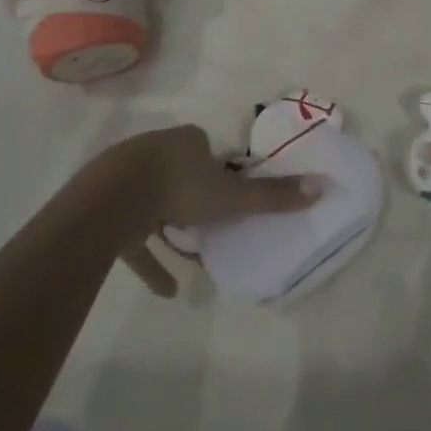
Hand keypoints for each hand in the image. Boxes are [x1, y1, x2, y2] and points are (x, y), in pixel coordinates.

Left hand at [95, 125, 318, 297]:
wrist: (112, 200)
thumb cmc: (179, 188)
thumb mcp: (231, 196)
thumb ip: (272, 197)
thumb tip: (322, 186)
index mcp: (188, 141)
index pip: (208, 151)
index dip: (221, 171)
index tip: (231, 195)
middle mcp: (158, 151)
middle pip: (182, 172)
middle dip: (195, 197)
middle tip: (213, 224)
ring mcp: (128, 177)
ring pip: (156, 201)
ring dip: (172, 229)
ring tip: (193, 258)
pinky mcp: (108, 207)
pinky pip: (134, 236)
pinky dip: (151, 260)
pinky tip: (166, 289)